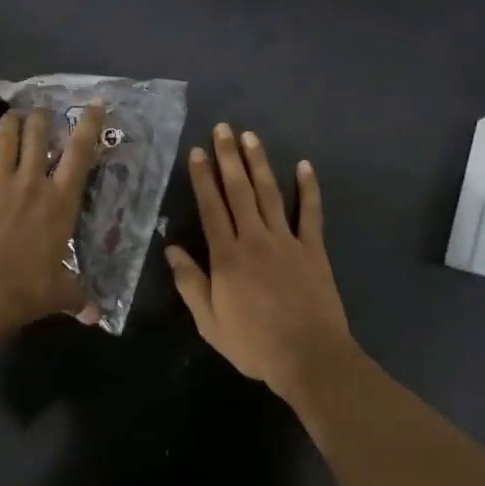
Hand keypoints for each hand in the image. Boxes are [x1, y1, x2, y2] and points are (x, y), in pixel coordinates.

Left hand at [0, 104, 103, 330]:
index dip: (89, 126)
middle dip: (41, 118)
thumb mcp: (62, 293)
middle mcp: (31, 184)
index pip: (80, 154)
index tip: (94, 105)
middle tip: (42, 111)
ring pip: (2, 142)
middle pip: (37, 137)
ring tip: (11, 115)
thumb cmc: (29, 290)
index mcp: (60, 202)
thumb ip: (79, 297)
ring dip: (7, 125)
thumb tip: (96, 317)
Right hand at [165, 124, 356, 404]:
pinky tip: (304, 166)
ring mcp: (287, 241)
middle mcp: (255, 239)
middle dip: (229, 158)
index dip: (202, 178)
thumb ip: (190, 283)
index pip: (211, 208)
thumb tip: (171, 249)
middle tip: (223, 129)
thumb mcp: (210, 322)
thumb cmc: (254, 343)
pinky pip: (310, 213)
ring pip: (270, 193)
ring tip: (250, 136)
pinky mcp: (313, 249)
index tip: (197, 152)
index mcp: (227, 256)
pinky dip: (309, 188)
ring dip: (259, 163)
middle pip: (239, 191)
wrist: (309, 356)